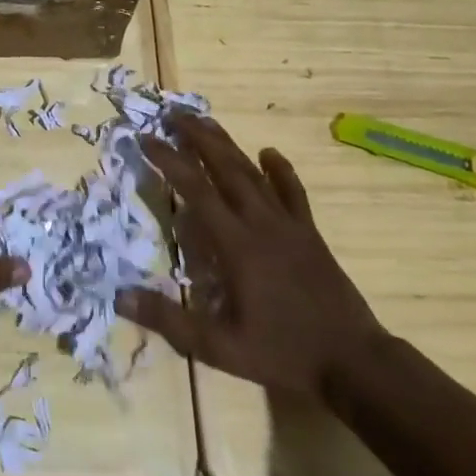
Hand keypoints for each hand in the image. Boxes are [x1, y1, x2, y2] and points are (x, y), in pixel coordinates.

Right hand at [117, 115, 384, 399]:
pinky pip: (293, 193)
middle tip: (174, 113)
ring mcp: (289, 226)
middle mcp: (261, 224)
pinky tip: (270, 153)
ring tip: (206, 122)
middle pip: (225, 169)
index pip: (196, 191)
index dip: (170, 161)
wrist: (354, 362)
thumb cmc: (282, 353)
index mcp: (237, 246)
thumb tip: (121, 296)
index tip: (147, 138)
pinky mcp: (310, 234)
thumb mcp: (219, 347)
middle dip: (198, 138)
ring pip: (254, 174)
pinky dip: (280, 171)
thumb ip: (170, 320)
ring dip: (228, 146)